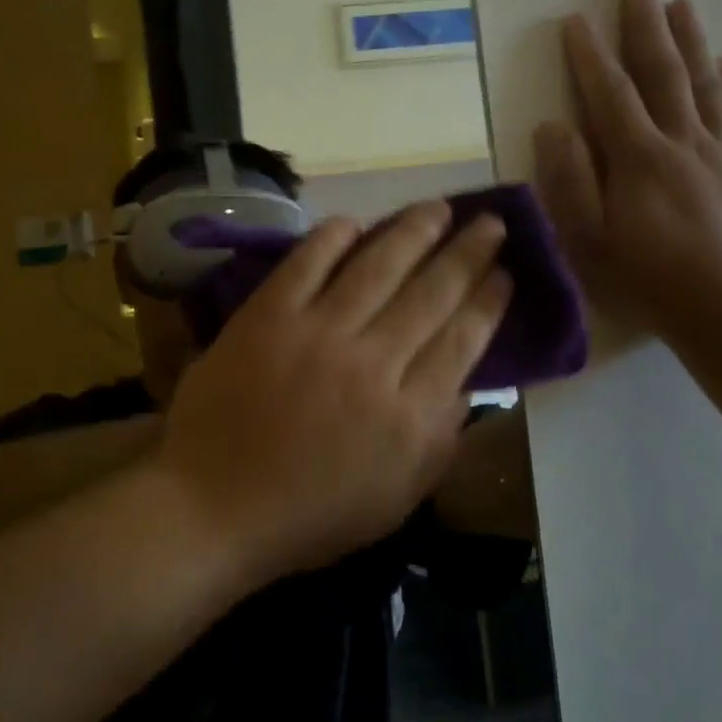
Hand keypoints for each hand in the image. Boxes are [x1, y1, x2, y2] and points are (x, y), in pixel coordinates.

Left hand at [157, 203, 513, 581]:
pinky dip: (333, 237)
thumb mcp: (395, 499)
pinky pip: (308, 263)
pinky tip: (356, 221)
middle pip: (432, 293)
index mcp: (409, 416)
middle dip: (468, 253)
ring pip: (379, 267)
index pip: (463, 341)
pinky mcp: (268, 316)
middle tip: (490, 223)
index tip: (506, 272)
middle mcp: (373, 364)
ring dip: (414, 231)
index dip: (489, 301)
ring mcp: (318, 333)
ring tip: (440, 207)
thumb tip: (467, 383)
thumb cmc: (309, 514)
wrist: (214, 505)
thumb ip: (438, 441)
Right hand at [534, 0, 721, 341]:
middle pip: (663, 76)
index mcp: (638, 158)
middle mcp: (684, 143)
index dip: (589, 57)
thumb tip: (553, 126)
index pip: (610, 95)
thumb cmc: (644, 278)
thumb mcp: (587, 238)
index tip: (575, 21)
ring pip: (706, 87)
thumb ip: (570, 179)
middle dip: (646, 30)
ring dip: (693, 42)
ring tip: (682, 5)